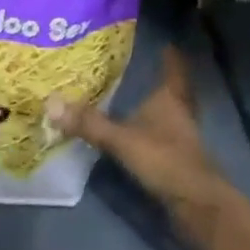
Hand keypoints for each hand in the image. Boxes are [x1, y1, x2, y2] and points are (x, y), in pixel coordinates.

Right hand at [48, 44, 248, 249]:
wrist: (198, 206)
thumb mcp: (122, 140)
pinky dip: (154, 131)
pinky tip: (140, 135)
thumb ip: (89, 123)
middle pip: (177, 92)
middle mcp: (180, 114)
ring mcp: (183, 140)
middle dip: (166, 80)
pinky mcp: (180, 162)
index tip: (168, 43)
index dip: (172, 57)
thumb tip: (51, 103)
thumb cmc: (165, 160)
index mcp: (171, 100)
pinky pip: (165, 137)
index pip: (174, 71)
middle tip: (150, 68)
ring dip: (158, 107)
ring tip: (138, 98)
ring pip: (172, 114)